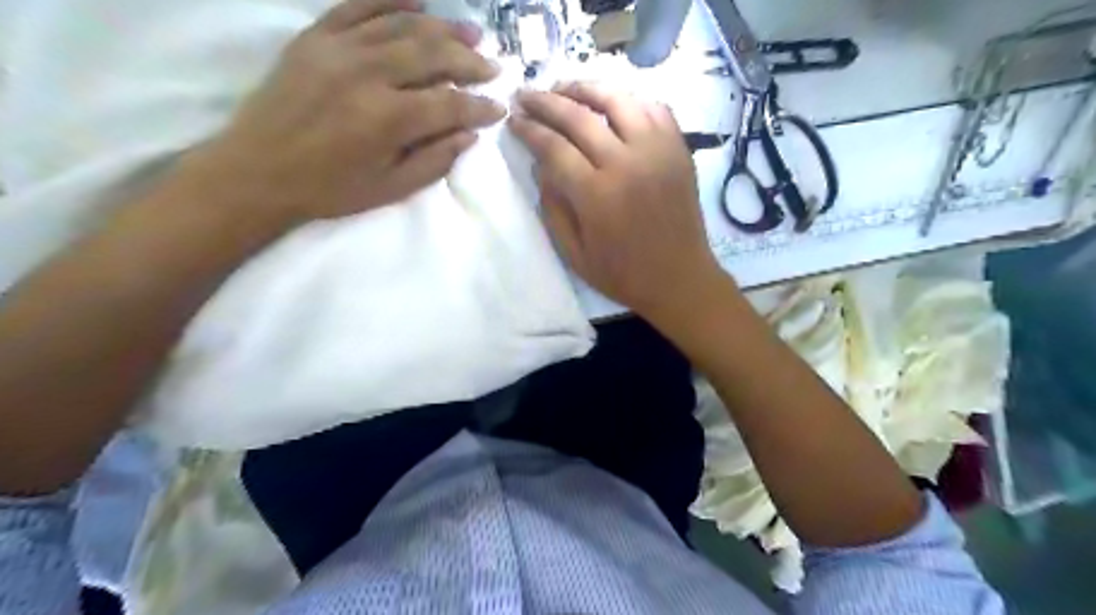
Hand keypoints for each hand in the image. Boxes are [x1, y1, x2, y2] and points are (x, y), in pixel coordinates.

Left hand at [183, 0, 504, 227]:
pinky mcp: (315, 37)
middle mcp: (369, 74)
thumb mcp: (391, 189)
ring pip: (403, 26)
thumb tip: (469, 135)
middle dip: (470, 60)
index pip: (451, 104)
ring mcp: (339, 49)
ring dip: (443, 27)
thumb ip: (435, 161)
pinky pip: (358, 6)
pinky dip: (391, 0)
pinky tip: (417, 2)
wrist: (257, 171)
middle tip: (492, 65)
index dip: (480, 106)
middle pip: (433, 55)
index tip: (499, 108)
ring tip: (471, 29)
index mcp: (389, 119)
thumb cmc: (330, 189)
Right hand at [512, 84, 725, 324]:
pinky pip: (654, 109)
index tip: (513, 119)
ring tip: (565, 89)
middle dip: (546, 101)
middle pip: (579, 116)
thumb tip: (541, 166)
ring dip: (586, 88)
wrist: (680, 280)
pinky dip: (629, 100)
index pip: (553, 147)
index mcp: (597, 195)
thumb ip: (553, 208)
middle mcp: (627, 163)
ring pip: (618, 100)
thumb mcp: (574, 253)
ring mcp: (658, 151)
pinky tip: (612, 105)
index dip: (528, 129)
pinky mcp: (678, 150)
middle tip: (526, 94)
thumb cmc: (623, 275)